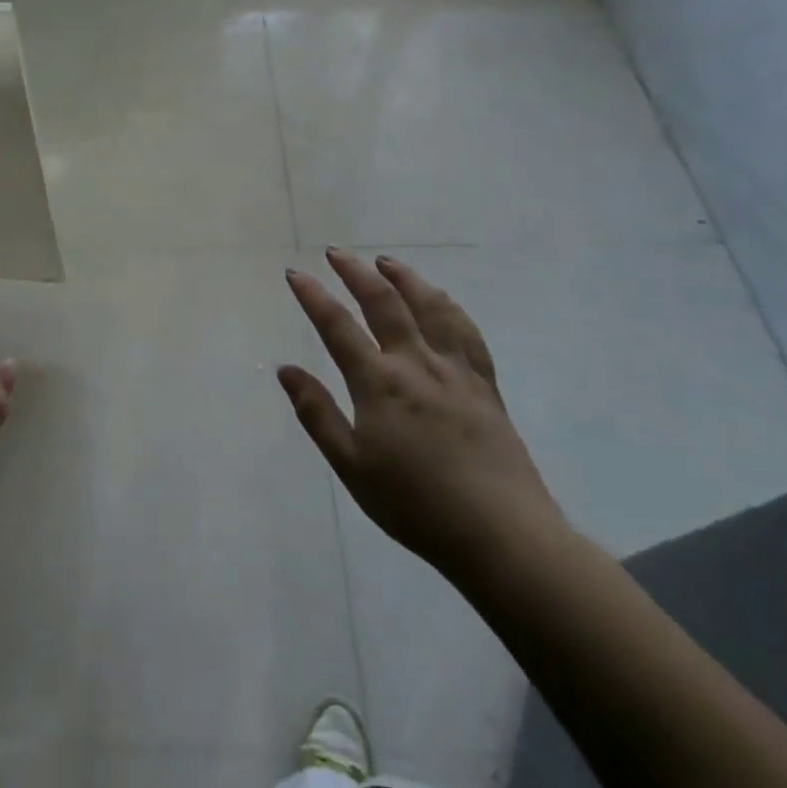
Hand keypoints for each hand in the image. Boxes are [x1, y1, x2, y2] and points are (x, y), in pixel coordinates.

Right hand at [280, 250, 563, 578]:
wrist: (500, 534)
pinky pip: (466, 332)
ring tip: (387, 262)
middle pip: (384, 303)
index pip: (337, 326)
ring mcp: (456, 371)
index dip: (313, 296)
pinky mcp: (485, 384)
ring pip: (430, 307)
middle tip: (337, 252)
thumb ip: (317, 413)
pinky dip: (448, 306)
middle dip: (356, 272)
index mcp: (379, 384)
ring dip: (405, 279)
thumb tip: (286, 370)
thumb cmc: (414, 504)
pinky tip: (440, 300)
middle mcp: (417, 364)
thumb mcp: (351, 466)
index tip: (294, 273)